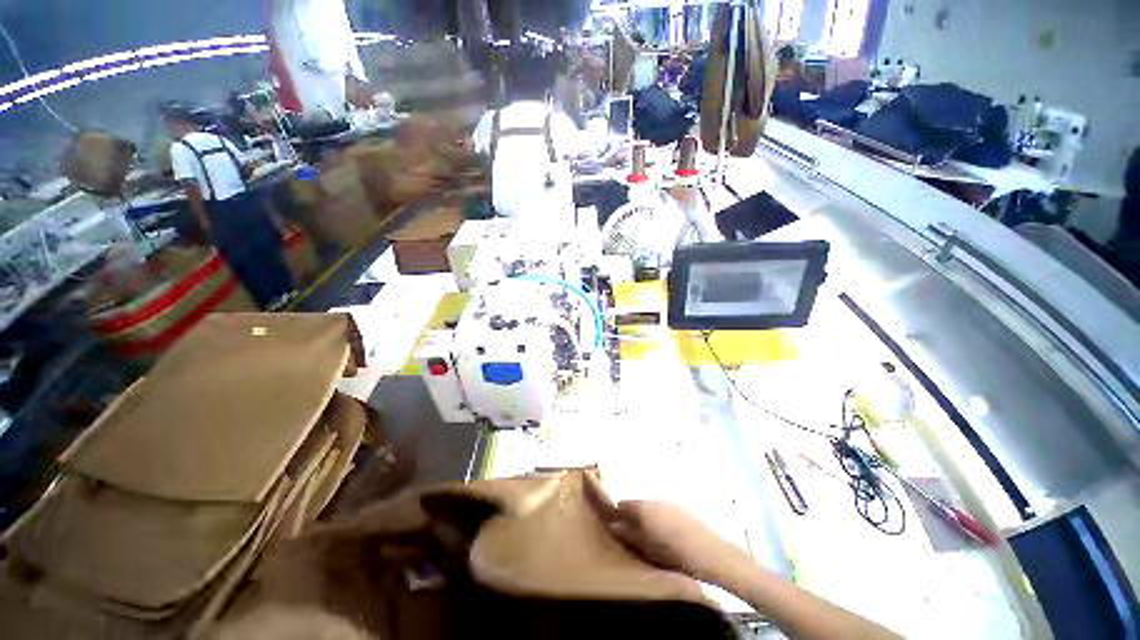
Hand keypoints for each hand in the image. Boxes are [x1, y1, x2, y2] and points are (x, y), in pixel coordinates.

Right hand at [584, 473, 755, 587]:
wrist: (712, 553)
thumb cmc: (675, 553)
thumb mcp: (647, 548)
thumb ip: (629, 534)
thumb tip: (613, 525)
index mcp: (643, 507)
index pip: (622, 505)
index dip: (616, 514)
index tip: (614, 525)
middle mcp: (654, 498)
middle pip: (636, 504)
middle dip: (631, 515)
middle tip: (631, 533)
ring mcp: (669, 500)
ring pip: (650, 506)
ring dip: (646, 516)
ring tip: (649, 535)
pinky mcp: (681, 506)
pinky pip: (662, 508)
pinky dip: (659, 517)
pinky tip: (666, 533)